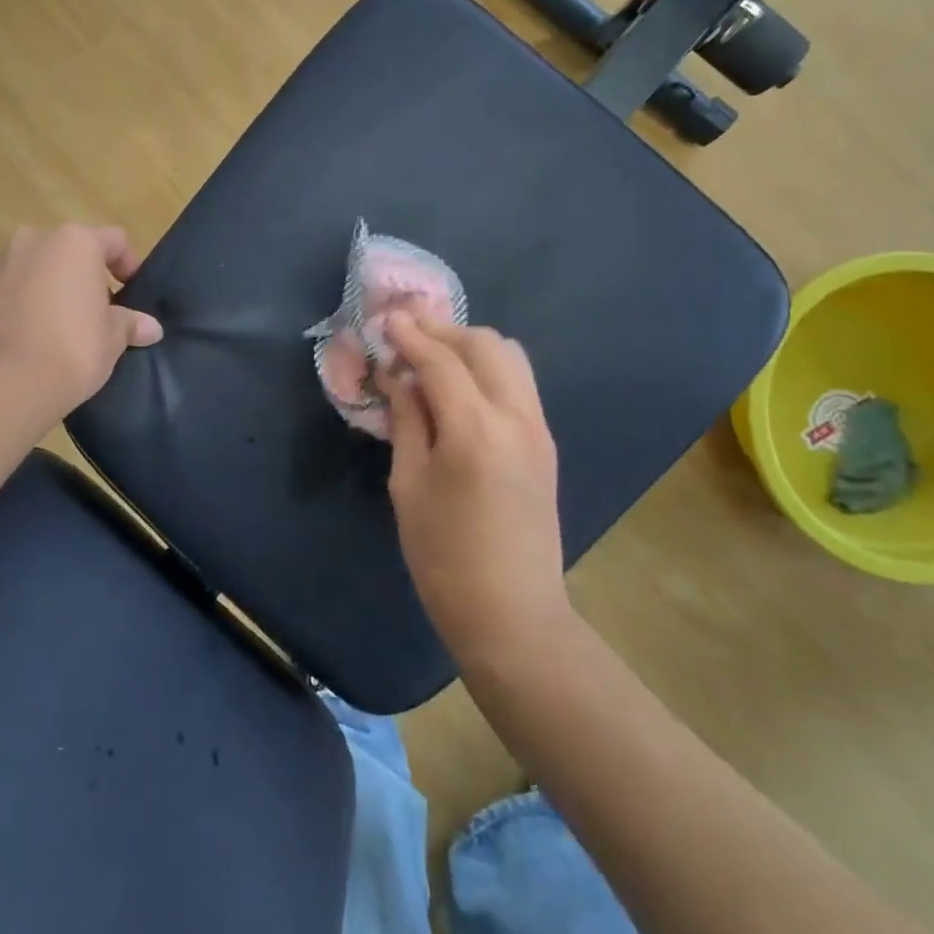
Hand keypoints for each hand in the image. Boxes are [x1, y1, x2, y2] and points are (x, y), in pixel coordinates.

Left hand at [0, 224, 163, 418]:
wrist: (0, 385)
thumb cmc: (71, 349)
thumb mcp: (112, 339)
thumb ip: (129, 324)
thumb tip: (151, 327)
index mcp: (74, 242)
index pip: (114, 240)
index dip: (128, 265)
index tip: (131, 294)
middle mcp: (33, 240)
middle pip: (69, 251)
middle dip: (84, 277)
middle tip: (96, 313)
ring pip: (35, 268)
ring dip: (49, 288)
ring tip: (59, 328)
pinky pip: (7, 290)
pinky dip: (20, 305)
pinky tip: (28, 339)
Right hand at [374, 315, 567, 661]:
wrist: (512, 615)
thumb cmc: (443, 558)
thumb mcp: (408, 486)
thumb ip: (407, 420)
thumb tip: (398, 377)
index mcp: (475, 431)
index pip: (441, 361)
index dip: (410, 336)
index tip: (386, 319)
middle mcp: (516, 418)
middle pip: (484, 345)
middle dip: (443, 333)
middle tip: (407, 340)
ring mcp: (539, 429)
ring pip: (510, 357)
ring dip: (470, 347)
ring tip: (434, 361)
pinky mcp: (546, 444)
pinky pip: (519, 383)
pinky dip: (488, 370)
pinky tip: (460, 390)